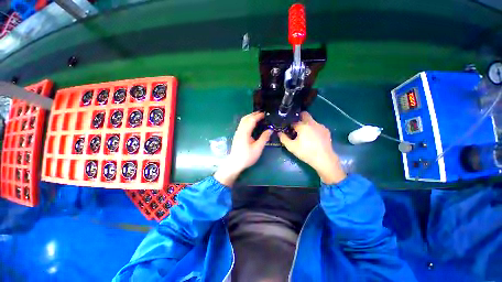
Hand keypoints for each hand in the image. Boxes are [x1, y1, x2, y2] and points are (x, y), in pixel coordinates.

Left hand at [214, 112, 271, 186]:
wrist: (235, 164)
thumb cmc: (247, 157)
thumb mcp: (258, 148)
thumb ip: (264, 138)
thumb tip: (270, 130)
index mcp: (245, 133)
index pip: (251, 120)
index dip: (258, 116)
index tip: (265, 114)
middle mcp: (240, 130)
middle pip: (246, 118)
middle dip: (254, 114)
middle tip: (262, 114)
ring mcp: (237, 133)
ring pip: (243, 121)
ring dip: (250, 117)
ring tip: (258, 117)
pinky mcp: (237, 135)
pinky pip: (242, 124)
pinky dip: (247, 121)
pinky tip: (252, 124)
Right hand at [279, 112, 345, 183]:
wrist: (324, 159)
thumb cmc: (306, 152)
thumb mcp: (291, 147)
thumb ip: (283, 138)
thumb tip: (279, 133)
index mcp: (303, 126)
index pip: (293, 122)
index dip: (290, 126)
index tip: (289, 131)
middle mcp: (312, 123)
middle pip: (304, 114)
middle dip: (299, 118)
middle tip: (296, 128)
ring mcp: (320, 126)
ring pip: (311, 121)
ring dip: (307, 125)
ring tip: (305, 135)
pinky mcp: (326, 130)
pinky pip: (317, 126)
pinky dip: (314, 129)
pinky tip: (313, 138)